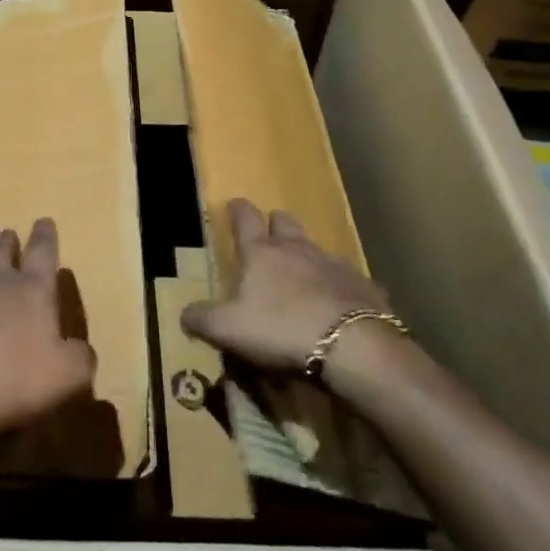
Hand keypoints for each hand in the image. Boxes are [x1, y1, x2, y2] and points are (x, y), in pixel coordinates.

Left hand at [0, 219, 96, 461]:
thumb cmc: (15, 382)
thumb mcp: (69, 377)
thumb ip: (80, 358)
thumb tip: (79, 351)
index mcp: (30, 291)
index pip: (42, 252)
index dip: (45, 236)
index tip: (43, 220)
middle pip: (0, 254)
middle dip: (7, 243)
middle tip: (8, 234)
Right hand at [181, 198, 394, 373]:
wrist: (352, 346)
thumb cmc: (280, 328)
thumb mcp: (227, 329)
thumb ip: (202, 319)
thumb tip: (184, 314)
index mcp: (261, 253)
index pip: (245, 219)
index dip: (238, 210)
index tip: (234, 203)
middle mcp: (297, 249)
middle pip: (285, 224)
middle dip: (276, 223)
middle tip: (271, 230)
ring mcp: (334, 265)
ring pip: (318, 249)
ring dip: (308, 255)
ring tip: (304, 270)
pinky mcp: (364, 287)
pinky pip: (350, 280)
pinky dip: (341, 285)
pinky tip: (341, 301)